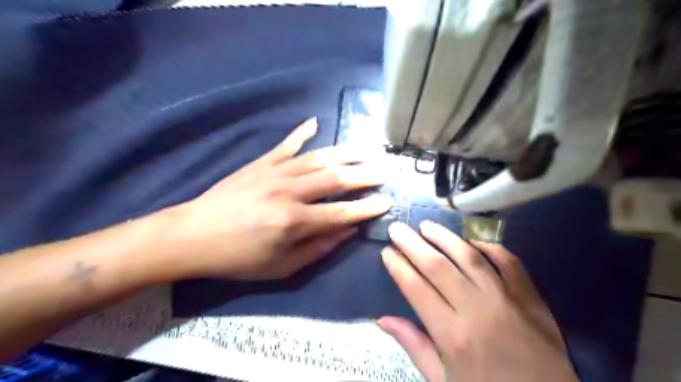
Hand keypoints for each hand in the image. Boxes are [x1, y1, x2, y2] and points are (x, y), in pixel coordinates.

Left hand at [170, 120, 393, 280]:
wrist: (192, 235)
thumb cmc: (238, 258)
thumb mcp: (281, 266)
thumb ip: (318, 248)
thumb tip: (348, 231)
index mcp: (294, 222)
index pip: (342, 212)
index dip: (367, 208)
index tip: (388, 201)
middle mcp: (289, 192)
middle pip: (336, 179)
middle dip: (365, 176)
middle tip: (385, 171)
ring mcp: (274, 172)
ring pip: (318, 158)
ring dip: (345, 153)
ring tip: (366, 150)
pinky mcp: (260, 163)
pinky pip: (286, 144)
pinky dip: (301, 133)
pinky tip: (315, 122)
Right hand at [378, 221, 579, 381]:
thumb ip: (414, 346)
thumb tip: (383, 319)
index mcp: (453, 336)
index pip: (417, 289)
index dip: (398, 267)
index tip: (387, 252)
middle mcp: (477, 311)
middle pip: (438, 267)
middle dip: (413, 244)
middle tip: (397, 228)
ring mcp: (508, 300)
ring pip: (470, 257)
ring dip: (445, 238)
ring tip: (426, 226)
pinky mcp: (532, 298)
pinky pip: (509, 261)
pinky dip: (489, 246)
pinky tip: (472, 240)